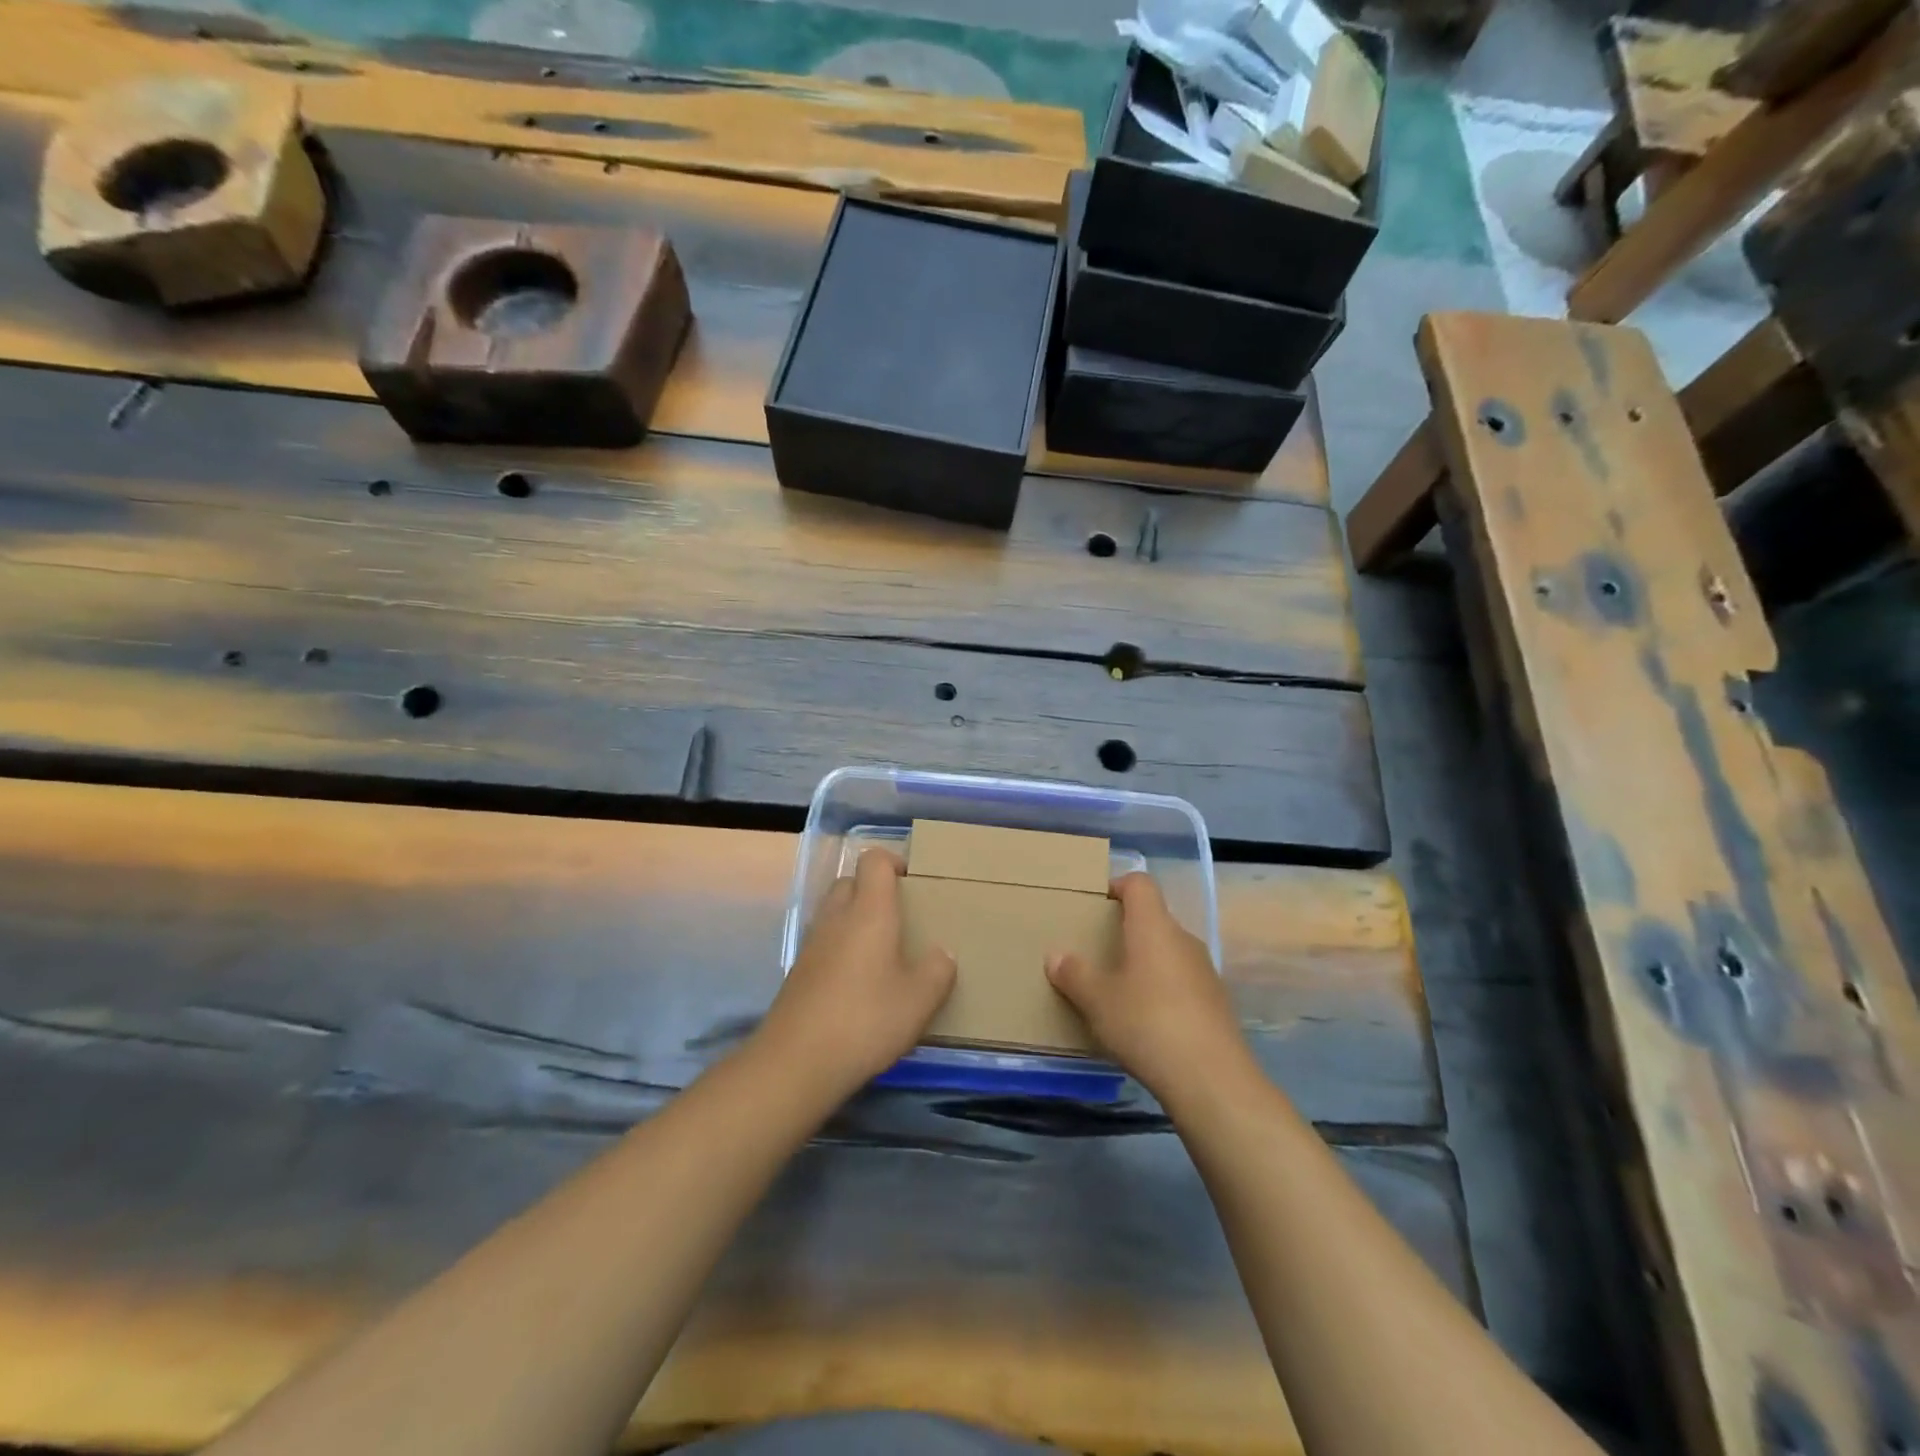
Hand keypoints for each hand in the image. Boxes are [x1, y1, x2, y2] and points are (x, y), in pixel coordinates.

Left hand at [757, 849, 955, 1094]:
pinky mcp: (798, 972)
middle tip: (899, 918)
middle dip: (873, 890)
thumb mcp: (919, 1000)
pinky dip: (841, 948)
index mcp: (869, 911)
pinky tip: (858, 983)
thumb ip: (937, 971)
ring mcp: (812, 945)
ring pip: (834, 913)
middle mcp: (837, 918)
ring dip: (855, 919)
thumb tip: (941, 954)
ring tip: (882, 952)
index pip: (874, 861)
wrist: (797, 1062)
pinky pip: (824, 943)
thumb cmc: (866, 1020)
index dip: (893, 862)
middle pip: (850, 882)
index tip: (912, 882)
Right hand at [1046, 872, 1247, 1099]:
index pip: (1140, 884)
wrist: (1212, 1080)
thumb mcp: (1097, 1001)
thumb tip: (1056, 955)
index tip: (1097, 904)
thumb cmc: (1146, 1023)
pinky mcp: (1216, 1002)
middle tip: (1098, 950)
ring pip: (1168, 951)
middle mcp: (1183, 939)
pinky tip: (1146, 1021)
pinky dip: (1162, 989)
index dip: (1117, 885)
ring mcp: (1204, 971)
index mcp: (1153, 927)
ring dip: (1145, 961)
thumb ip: (1074, 974)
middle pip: (1154, 918)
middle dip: (1126, 929)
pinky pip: (1182, 981)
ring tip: (1118, 989)